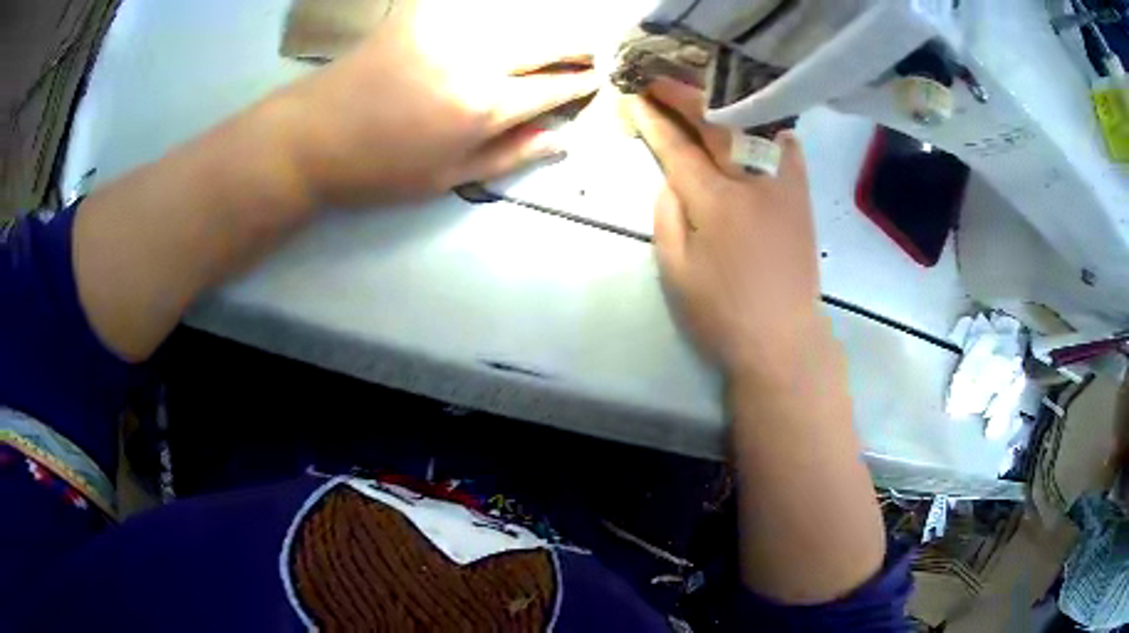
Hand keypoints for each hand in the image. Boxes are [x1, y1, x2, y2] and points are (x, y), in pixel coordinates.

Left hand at [275, 0, 599, 207]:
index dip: (581, 84)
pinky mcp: (421, 16)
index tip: (596, 79)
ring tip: (554, 40)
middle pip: (547, 42)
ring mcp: (447, 30)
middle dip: (577, 47)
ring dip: (544, 29)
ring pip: (518, 18)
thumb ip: (508, 155)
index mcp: (484, 107)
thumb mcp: (445, 179)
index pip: (554, 88)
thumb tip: (560, 140)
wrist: (311, 136)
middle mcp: (476, 59)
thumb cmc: (378, 169)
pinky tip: (503, 24)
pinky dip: (496, 14)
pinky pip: (473, 8)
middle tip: (589, 52)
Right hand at [627, 77, 823, 381]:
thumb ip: (667, 215)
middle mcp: (752, 182)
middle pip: (716, 125)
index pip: (678, 148)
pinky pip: (787, 146)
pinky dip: (767, 125)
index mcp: (716, 202)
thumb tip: (671, 178)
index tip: (636, 99)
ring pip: (753, 127)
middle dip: (685, 97)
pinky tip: (753, 118)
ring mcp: (783, 185)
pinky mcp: (801, 196)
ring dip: (724, 103)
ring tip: (702, 91)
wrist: (783, 338)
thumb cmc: (723, 313)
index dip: (655, 121)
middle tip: (660, 81)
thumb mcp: (676, 271)